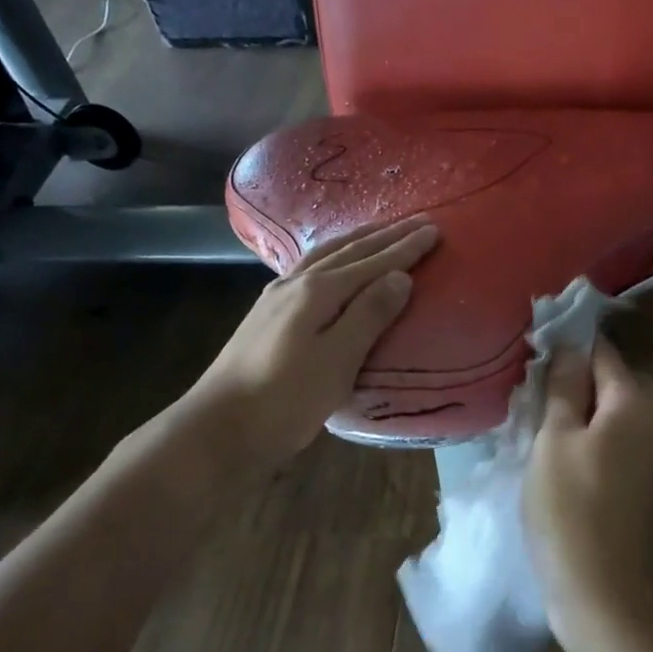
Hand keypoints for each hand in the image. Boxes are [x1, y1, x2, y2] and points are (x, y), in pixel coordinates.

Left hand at [178, 216, 438, 466]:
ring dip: (356, 242)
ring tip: (378, 232)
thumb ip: (369, 315)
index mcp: (318, 292)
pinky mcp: (266, 315)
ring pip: (324, 256)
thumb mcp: (338, 360)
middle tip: (416, 222)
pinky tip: (331, 265)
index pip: (372, 263)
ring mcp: (276, 298)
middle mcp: (296, 284)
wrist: (219, 429)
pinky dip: (332, 258)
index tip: (433, 231)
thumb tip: (399, 277)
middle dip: (385, 237)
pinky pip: (309, 270)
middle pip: (348, 252)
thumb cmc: (286, 399)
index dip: (404, 248)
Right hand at [524, 337, 652, 645]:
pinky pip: (618, 433)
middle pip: (611, 377)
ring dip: (581, 410)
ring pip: (612, 407)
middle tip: (534, 402)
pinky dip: (593, 434)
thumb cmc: (569, 504)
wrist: (599, 583)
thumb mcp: (555, 437)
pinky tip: (563, 453)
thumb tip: (569, 346)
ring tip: (543, 428)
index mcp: (636, 397)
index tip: (533, 360)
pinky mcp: (647, 471)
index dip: (566, 350)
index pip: (600, 351)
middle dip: (575, 382)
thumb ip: (563, 386)